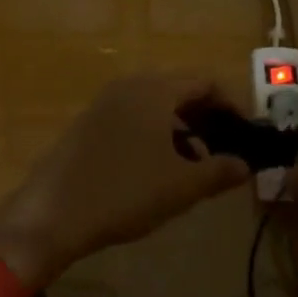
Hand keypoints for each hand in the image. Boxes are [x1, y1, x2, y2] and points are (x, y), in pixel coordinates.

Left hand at [0, 76, 250, 288]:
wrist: (51, 214)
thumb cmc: (125, 192)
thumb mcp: (180, 187)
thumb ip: (219, 172)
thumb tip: (245, 165)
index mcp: (156, 89)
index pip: (205, 82)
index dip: (232, 105)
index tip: (247, 133)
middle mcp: (131, 84)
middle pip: (180, 89)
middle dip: (207, 117)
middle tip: (226, 148)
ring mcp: (106, 101)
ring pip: (156, 104)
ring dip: (182, 128)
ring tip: (196, 164)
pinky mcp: (89, 122)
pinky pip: (134, 116)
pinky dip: (156, 133)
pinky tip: (160, 168)